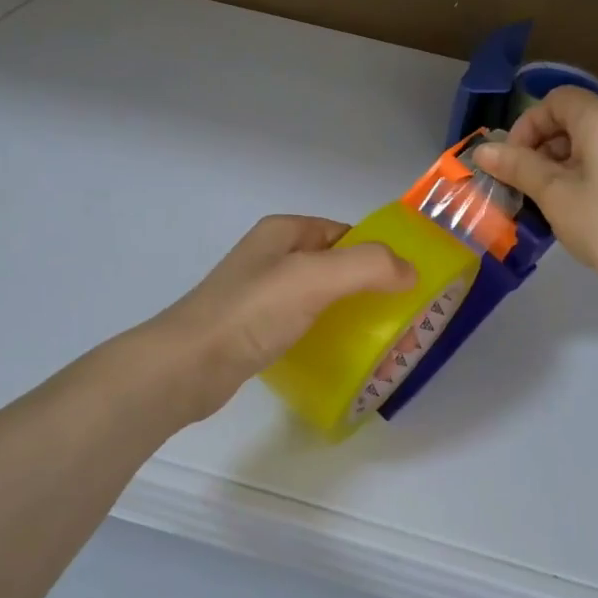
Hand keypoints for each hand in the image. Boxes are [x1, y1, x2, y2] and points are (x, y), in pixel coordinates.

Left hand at [145, 215, 413, 421]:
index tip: (407, 284)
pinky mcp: (254, 328)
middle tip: (398, 316)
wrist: (187, 365)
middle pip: (334, 264)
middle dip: (366, 285)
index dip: (376, 253)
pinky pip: (301, 322)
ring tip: (377, 338)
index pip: (344, 232)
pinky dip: (324, 333)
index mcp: (284, 232)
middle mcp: (271, 256)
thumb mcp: (315, 278)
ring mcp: (260, 293)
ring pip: (319, 295)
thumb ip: (368, 266)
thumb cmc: (253, 312)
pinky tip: (338, 354)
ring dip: (347, 311)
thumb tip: (410, 271)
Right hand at [475, 89, 597, 290]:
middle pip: (580, 116)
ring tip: (561, 194)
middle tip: (534, 181)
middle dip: (548, 143)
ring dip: (573, 156)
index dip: (528, 125)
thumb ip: (517, 166)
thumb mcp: (554, 195)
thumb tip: (482, 150)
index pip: (556, 100)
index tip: (514, 161)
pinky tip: (597, 202)